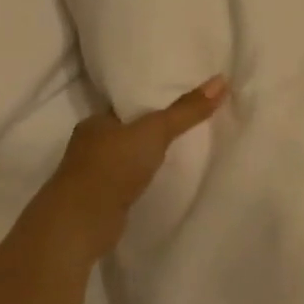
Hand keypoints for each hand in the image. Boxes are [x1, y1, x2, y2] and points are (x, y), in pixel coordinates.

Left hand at [38, 76, 230, 258]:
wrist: (82, 222)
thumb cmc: (114, 166)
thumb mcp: (155, 131)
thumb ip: (186, 110)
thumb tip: (221, 80)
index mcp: (95, 122)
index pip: (124, 106)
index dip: (148, 103)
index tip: (173, 101)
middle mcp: (89, 146)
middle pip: (125, 132)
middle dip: (147, 132)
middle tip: (182, 126)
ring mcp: (91, 176)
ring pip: (124, 159)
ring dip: (143, 158)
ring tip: (175, 153)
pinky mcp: (99, 202)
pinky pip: (125, 184)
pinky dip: (139, 181)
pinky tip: (156, 182)